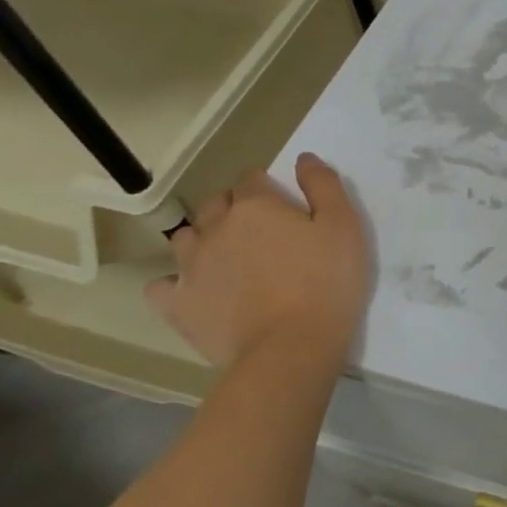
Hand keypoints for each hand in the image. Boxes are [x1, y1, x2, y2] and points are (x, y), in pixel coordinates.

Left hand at [147, 153, 372, 371]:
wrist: (290, 347)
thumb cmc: (326, 282)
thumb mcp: (344, 226)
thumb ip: (324, 186)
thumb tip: (304, 158)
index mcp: (255, 206)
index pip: (251, 178)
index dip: (267, 187)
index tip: (284, 205)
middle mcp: (215, 228)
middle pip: (214, 204)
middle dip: (232, 208)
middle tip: (261, 230)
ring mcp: (191, 267)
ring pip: (186, 237)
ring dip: (203, 238)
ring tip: (228, 257)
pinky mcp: (178, 305)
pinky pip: (162, 285)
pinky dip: (175, 282)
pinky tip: (195, 289)